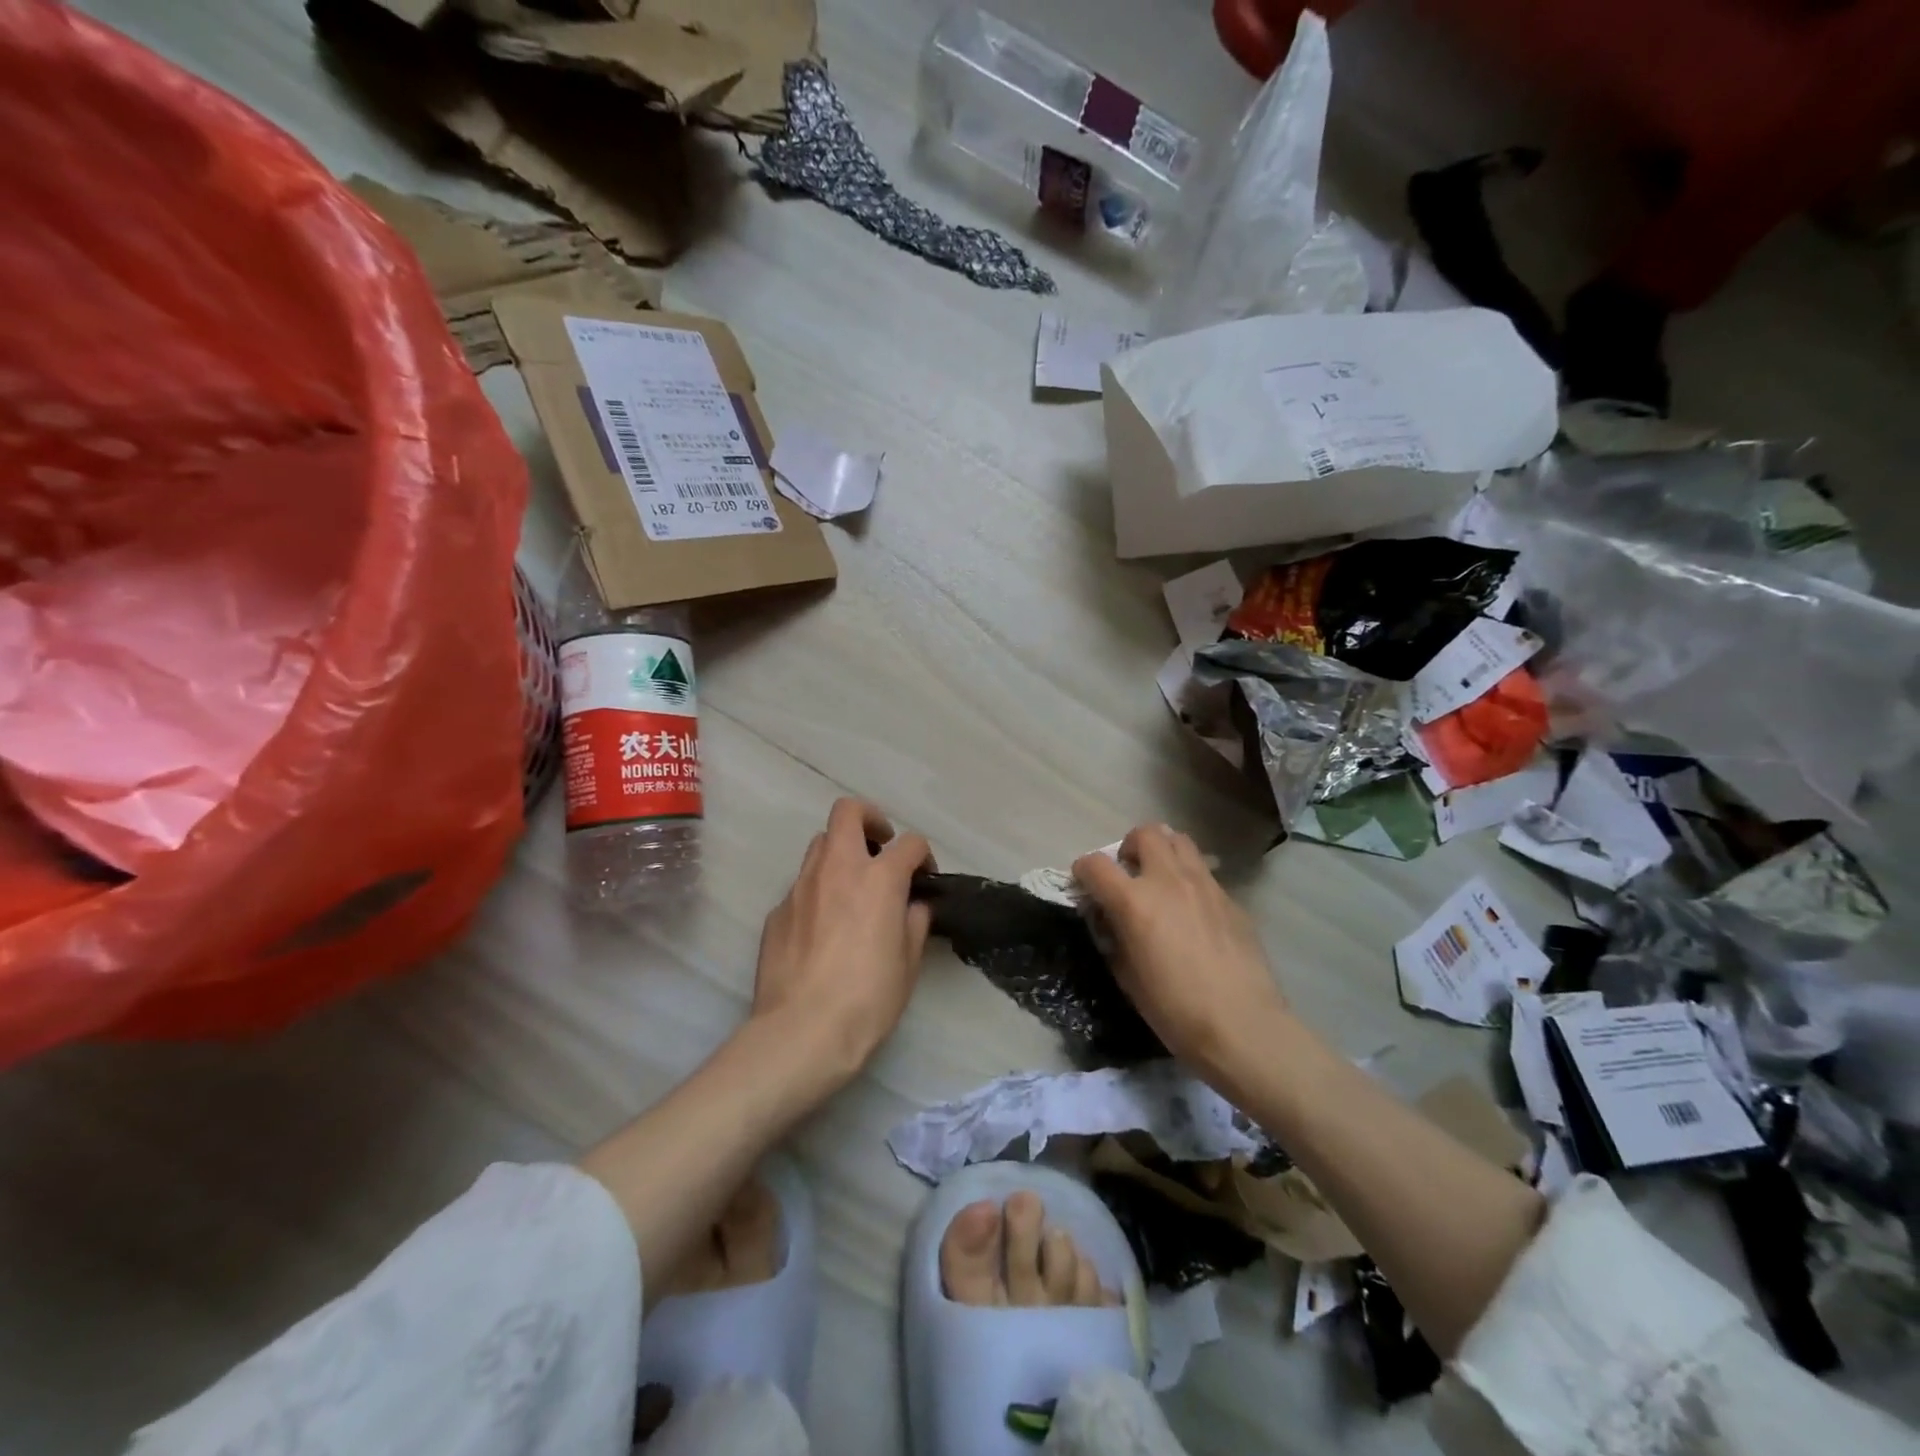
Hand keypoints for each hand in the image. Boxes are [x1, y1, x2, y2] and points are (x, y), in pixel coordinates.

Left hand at [750, 798, 933, 1088]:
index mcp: (878, 878)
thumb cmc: (867, 998)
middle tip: (881, 849)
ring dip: (841, 854)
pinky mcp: (777, 910)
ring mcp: (801, 886)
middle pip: (848, 812)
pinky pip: (802, 885)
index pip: (909, 842)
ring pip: (820, 844)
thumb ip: (914, 923)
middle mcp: (837, 869)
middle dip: (870, 820)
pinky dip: (818, 892)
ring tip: (851, 889)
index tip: (924, 877)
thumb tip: (911, 906)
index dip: (923, 855)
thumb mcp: (908, 963)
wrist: (802, 1032)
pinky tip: (823, 929)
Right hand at [1073, 825, 1285, 1081]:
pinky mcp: (1231, 899)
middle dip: (1128, 848)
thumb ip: (1114, 938)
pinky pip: (1204, 872)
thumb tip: (1112, 921)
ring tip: (1160, 881)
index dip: (1082, 870)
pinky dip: (1189, 879)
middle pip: (1145, 833)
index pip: (1095, 864)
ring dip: (1162, 852)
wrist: (1243, 1026)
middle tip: (1128, 874)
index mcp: (1134, 902)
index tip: (1083, 884)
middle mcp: (1168, 881)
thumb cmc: (1175, 1010)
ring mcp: (1205, 885)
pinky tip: (1192, 912)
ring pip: (1179, 841)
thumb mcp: (1127, 977)